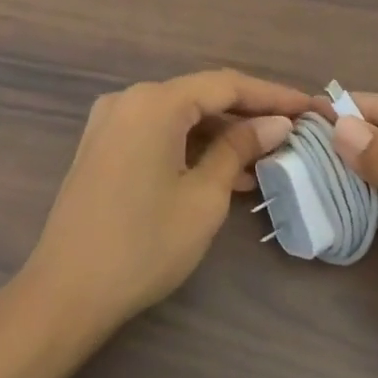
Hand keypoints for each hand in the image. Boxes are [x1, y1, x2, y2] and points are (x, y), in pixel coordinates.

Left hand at [18, 70, 307, 338]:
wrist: (66, 293)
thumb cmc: (144, 245)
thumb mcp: (204, 197)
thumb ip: (240, 149)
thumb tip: (276, 124)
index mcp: (155, 102)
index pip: (227, 85)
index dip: (273, 95)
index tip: (311, 108)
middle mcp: (130, 99)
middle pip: (202, 96)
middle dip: (249, 115)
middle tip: (294, 131)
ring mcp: (111, 121)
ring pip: (180, 116)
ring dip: (222, 134)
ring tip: (267, 157)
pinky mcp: (103, 146)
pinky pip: (158, 133)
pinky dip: (192, 147)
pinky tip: (225, 172)